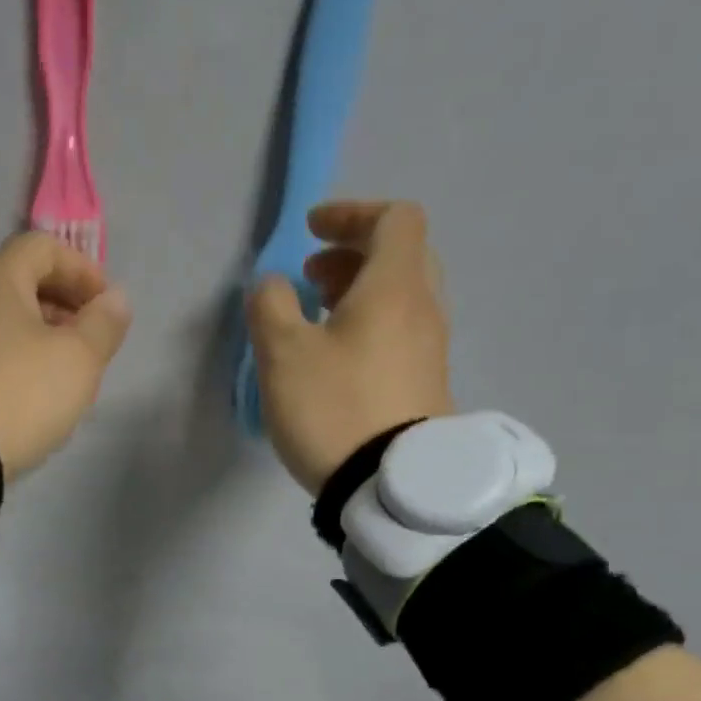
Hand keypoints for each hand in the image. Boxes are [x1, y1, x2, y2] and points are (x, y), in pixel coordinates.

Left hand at [0, 232, 132, 477]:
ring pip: (0, 321)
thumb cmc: (20, 394)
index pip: (44, 247)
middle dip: (62, 307)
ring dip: (37, 337)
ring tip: (61, 375)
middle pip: (20, 283)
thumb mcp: (78, 360)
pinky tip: (24, 396)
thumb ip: (103, 324)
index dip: (83, 270)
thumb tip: (115, 298)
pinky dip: (10, 360)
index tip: (106, 306)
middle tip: (88, 343)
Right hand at [247, 200, 452, 493]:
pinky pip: (401, 333)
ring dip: (360, 292)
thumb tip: (272, 285)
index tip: (311, 233)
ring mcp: (431, 350)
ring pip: (402, 297)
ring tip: (317, 318)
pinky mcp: (426, 386)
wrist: (390, 486)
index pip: (394, 219)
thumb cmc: (334, 408)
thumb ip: (270, 305)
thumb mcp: (283, 353)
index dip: (351, 214)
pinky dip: (370, 325)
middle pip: (401, 256)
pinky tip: (337, 359)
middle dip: (353, 254)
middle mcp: (424, 309)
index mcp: (395, 286)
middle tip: (311, 277)